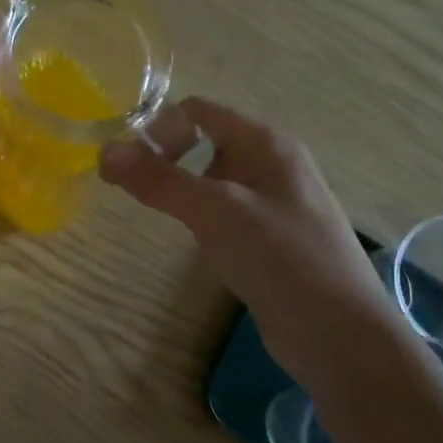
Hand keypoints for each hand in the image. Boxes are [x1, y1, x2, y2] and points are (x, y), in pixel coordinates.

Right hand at [99, 98, 392, 378]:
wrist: (337, 332)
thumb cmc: (279, 257)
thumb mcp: (214, 211)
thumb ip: (159, 180)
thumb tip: (105, 151)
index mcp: (264, 141)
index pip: (197, 110)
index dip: (158, 129)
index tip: (130, 169)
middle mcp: (270, 161)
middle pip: (203, 140)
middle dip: (165, 159)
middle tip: (137, 193)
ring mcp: (273, 199)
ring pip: (212, 177)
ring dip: (182, 188)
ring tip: (163, 216)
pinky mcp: (270, 234)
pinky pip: (225, 208)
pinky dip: (201, 215)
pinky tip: (197, 240)